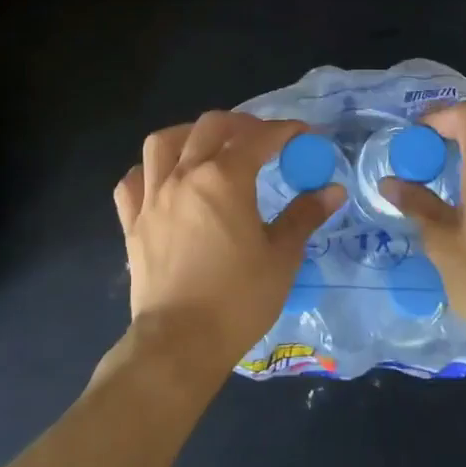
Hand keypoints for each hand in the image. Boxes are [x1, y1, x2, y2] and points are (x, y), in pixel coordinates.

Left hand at [113, 111, 344, 386]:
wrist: (180, 343)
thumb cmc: (238, 299)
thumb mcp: (281, 257)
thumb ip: (304, 216)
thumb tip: (332, 190)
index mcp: (224, 178)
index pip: (258, 137)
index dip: (283, 130)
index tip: (302, 134)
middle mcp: (185, 175)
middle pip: (209, 126)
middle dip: (239, 123)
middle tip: (260, 138)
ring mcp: (152, 197)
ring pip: (162, 143)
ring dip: (188, 135)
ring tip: (206, 146)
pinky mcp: (132, 222)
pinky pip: (133, 181)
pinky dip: (148, 171)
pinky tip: (164, 181)